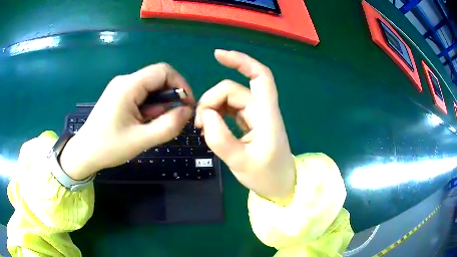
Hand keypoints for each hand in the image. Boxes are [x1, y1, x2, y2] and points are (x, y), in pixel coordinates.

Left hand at [60, 64, 193, 179]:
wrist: (84, 153)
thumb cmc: (108, 147)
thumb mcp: (141, 140)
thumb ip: (168, 126)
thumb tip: (187, 111)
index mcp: (129, 86)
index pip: (163, 71)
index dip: (181, 84)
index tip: (187, 105)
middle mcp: (125, 81)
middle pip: (157, 79)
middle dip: (170, 96)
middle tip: (173, 119)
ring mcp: (121, 88)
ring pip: (150, 88)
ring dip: (159, 104)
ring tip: (155, 125)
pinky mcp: (119, 96)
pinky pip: (141, 95)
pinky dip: (149, 107)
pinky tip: (144, 123)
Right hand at [195, 50, 295, 204]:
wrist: (280, 187)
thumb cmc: (267, 176)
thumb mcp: (241, 162)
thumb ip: (221, 139)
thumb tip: (205, 115)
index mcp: (266, 115)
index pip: (260, 76)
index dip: (241, 61)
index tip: (217, 55)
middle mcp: (261, 110)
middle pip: (232, 90)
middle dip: (211, 100)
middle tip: (199, 124)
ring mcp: (255, 117)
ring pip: (229, 100)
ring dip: (212, 108)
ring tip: (201, 128)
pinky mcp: (250, 124)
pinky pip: (230, 111)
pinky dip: (217, 115)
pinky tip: (209, 126)